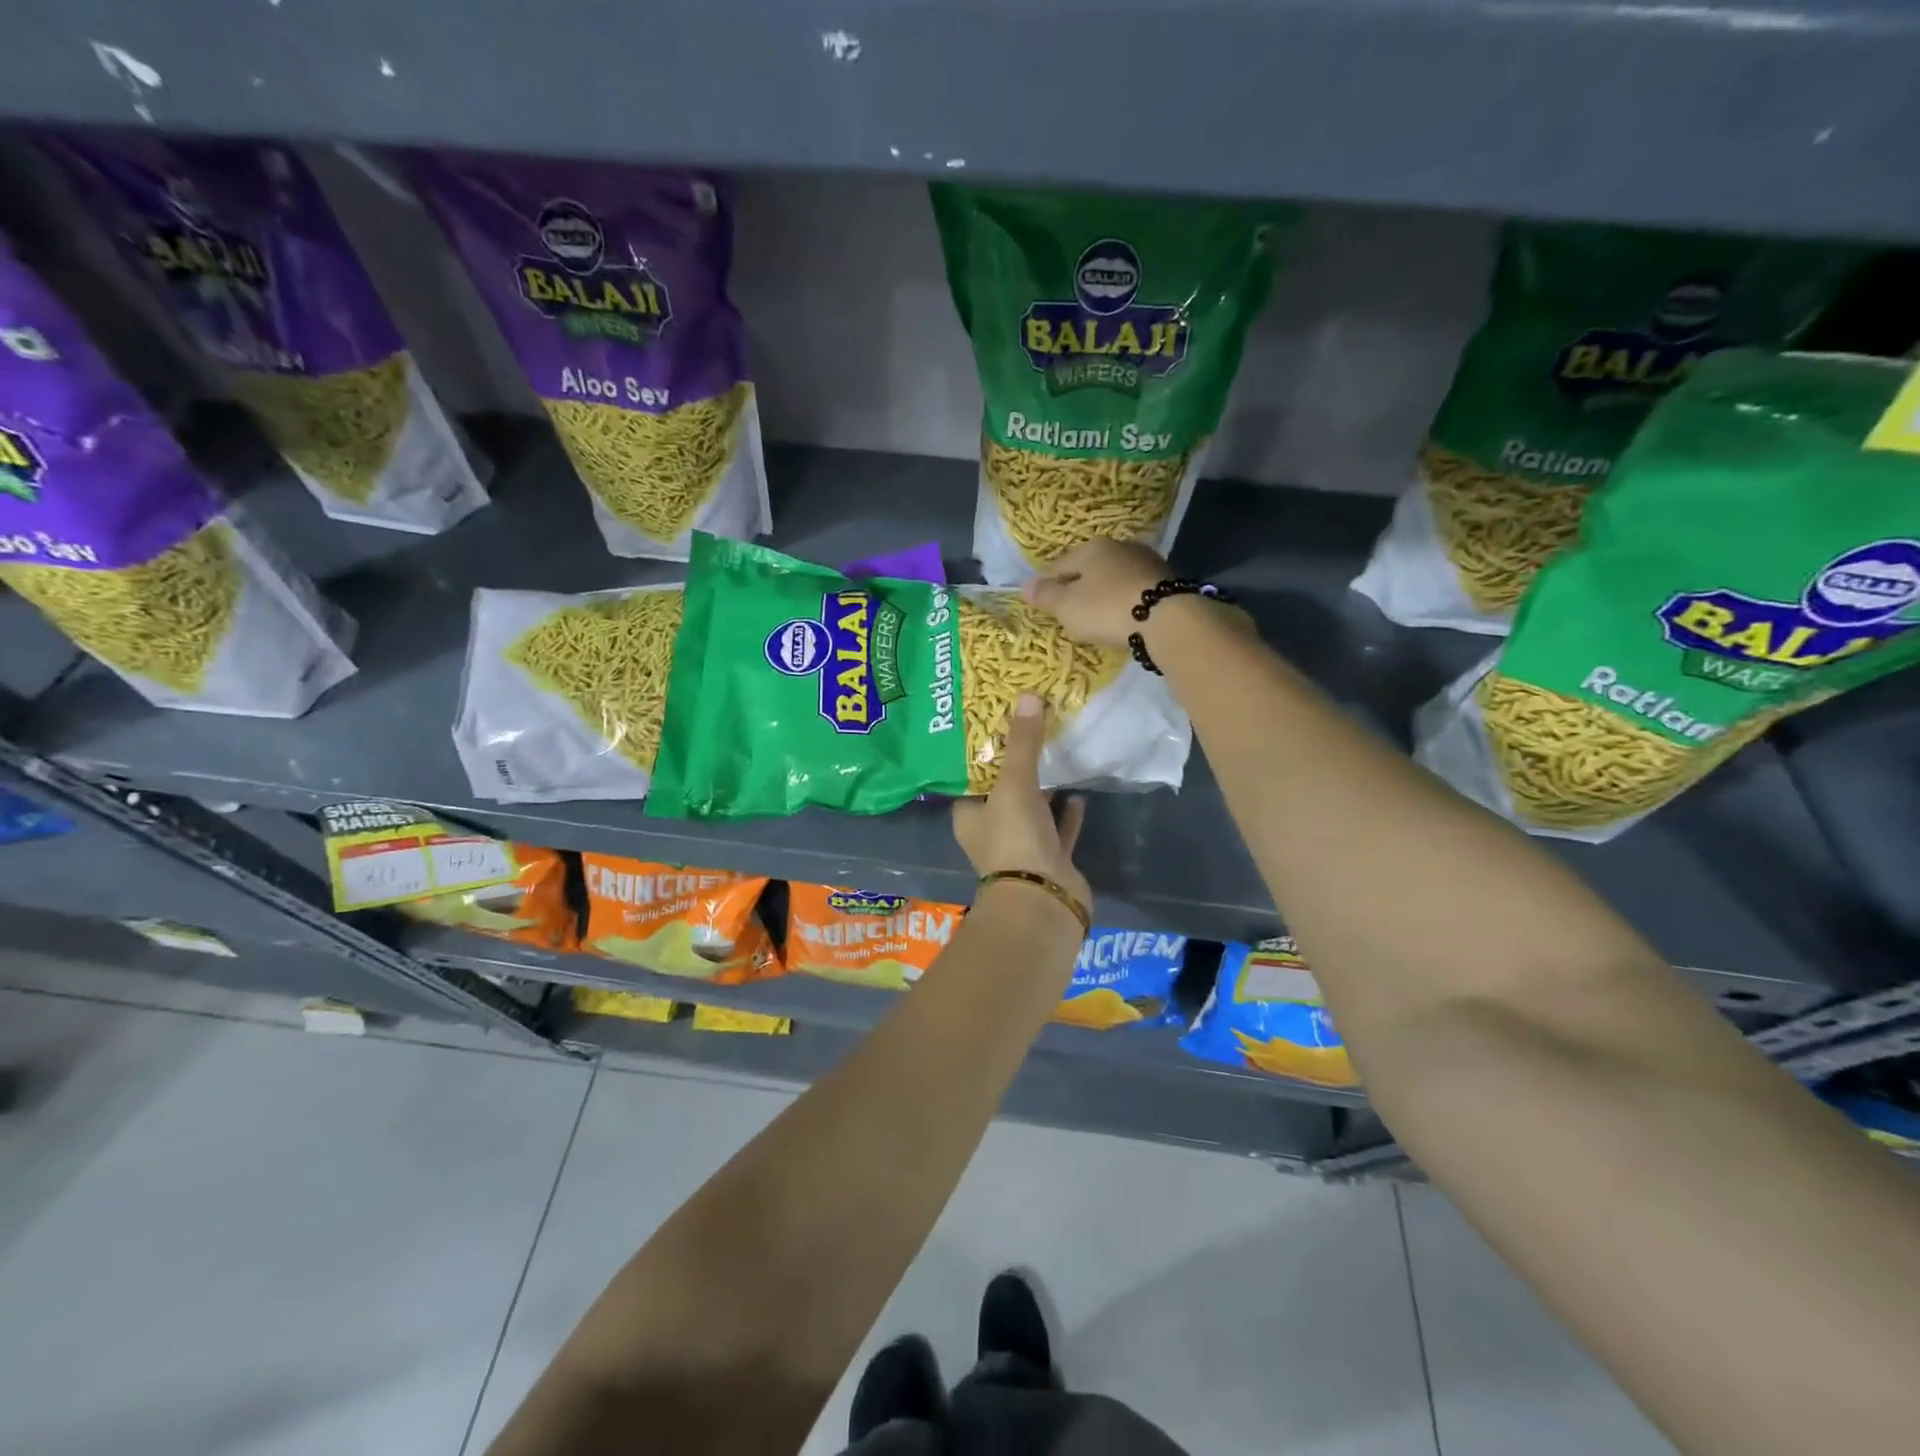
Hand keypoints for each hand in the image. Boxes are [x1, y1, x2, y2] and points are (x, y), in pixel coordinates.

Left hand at [952, 693, 1091, 911]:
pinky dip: (1067, 813)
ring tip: (1056, 754)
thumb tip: (1027, 697)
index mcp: (970, 816)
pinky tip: (1078, 792)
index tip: (997, 725)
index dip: (981, 754)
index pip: (970, 779)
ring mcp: (1023, 848)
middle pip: (1003, 792)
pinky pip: (1058, 830)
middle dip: (1016, 767)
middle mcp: (992, 832)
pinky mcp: (1052, 860)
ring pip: (1032, 811)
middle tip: (1031, 730)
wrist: (1044, 901)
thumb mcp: (1014, 784)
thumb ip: (1022, 744)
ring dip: (1043, 789)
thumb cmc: (1014, 839)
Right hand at [1020, 539, 1166, 648]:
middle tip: (1071, 613)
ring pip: (1114, 577)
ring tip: (1098, 617)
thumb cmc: (1106, 609)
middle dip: (1079, 587)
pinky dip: (1124, 601)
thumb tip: (1024, 586)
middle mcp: (1119, 546)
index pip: (1059, 565)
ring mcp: (1145, 561)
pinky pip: (1134, 590)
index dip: (1048, 584)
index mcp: (1091, 548)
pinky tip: (1123, 617)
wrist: (1166, 619)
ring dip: (1104, 594)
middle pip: (1089, 568)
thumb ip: (1046, 596)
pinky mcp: (1166, 580)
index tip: (1044, 605)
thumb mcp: (1067, 607)